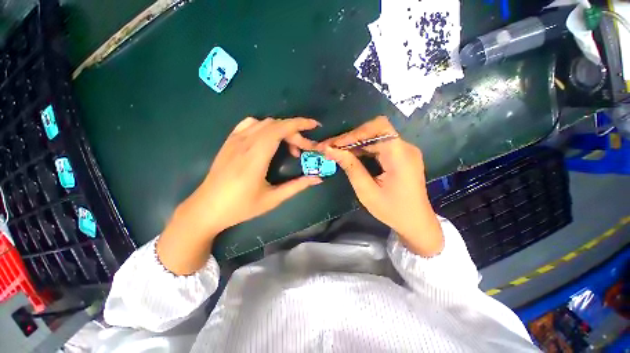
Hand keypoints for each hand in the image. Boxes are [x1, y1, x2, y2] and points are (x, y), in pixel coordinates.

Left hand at [158, 117, 321, 274]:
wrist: (206, 208)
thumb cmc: (240, 207)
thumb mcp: (273, 199)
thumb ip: (297, 186)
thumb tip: (318, 179)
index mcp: (255, 157)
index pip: (280, 129)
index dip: (299, 124)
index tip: (314, 125)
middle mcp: (245, 143)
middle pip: (275, 126)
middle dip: (295, 132)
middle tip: (304, 149)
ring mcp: (235, 140)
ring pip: (264, 123)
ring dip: (281, 130)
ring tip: (288, 146)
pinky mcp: (229, 142)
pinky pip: (250, 124)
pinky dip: (265, 127)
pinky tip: (269, 139)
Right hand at [319, 116, 442, 256]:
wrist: (416, 222)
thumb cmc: (392, 210)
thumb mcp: (367, 191)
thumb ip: (351, 167)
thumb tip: (331, 150)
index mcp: (400, 156)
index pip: (379, 127)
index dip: (356, 132)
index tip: (336, 144)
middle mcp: (405, 148)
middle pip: (375, 131)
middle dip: (350, 138)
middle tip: (330, 147)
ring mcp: (403, 151)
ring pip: (375, 138)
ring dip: (354, 144)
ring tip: (336, 151)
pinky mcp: (400, 156)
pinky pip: (378, 146)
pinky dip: (362, 150)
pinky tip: (350, 156)